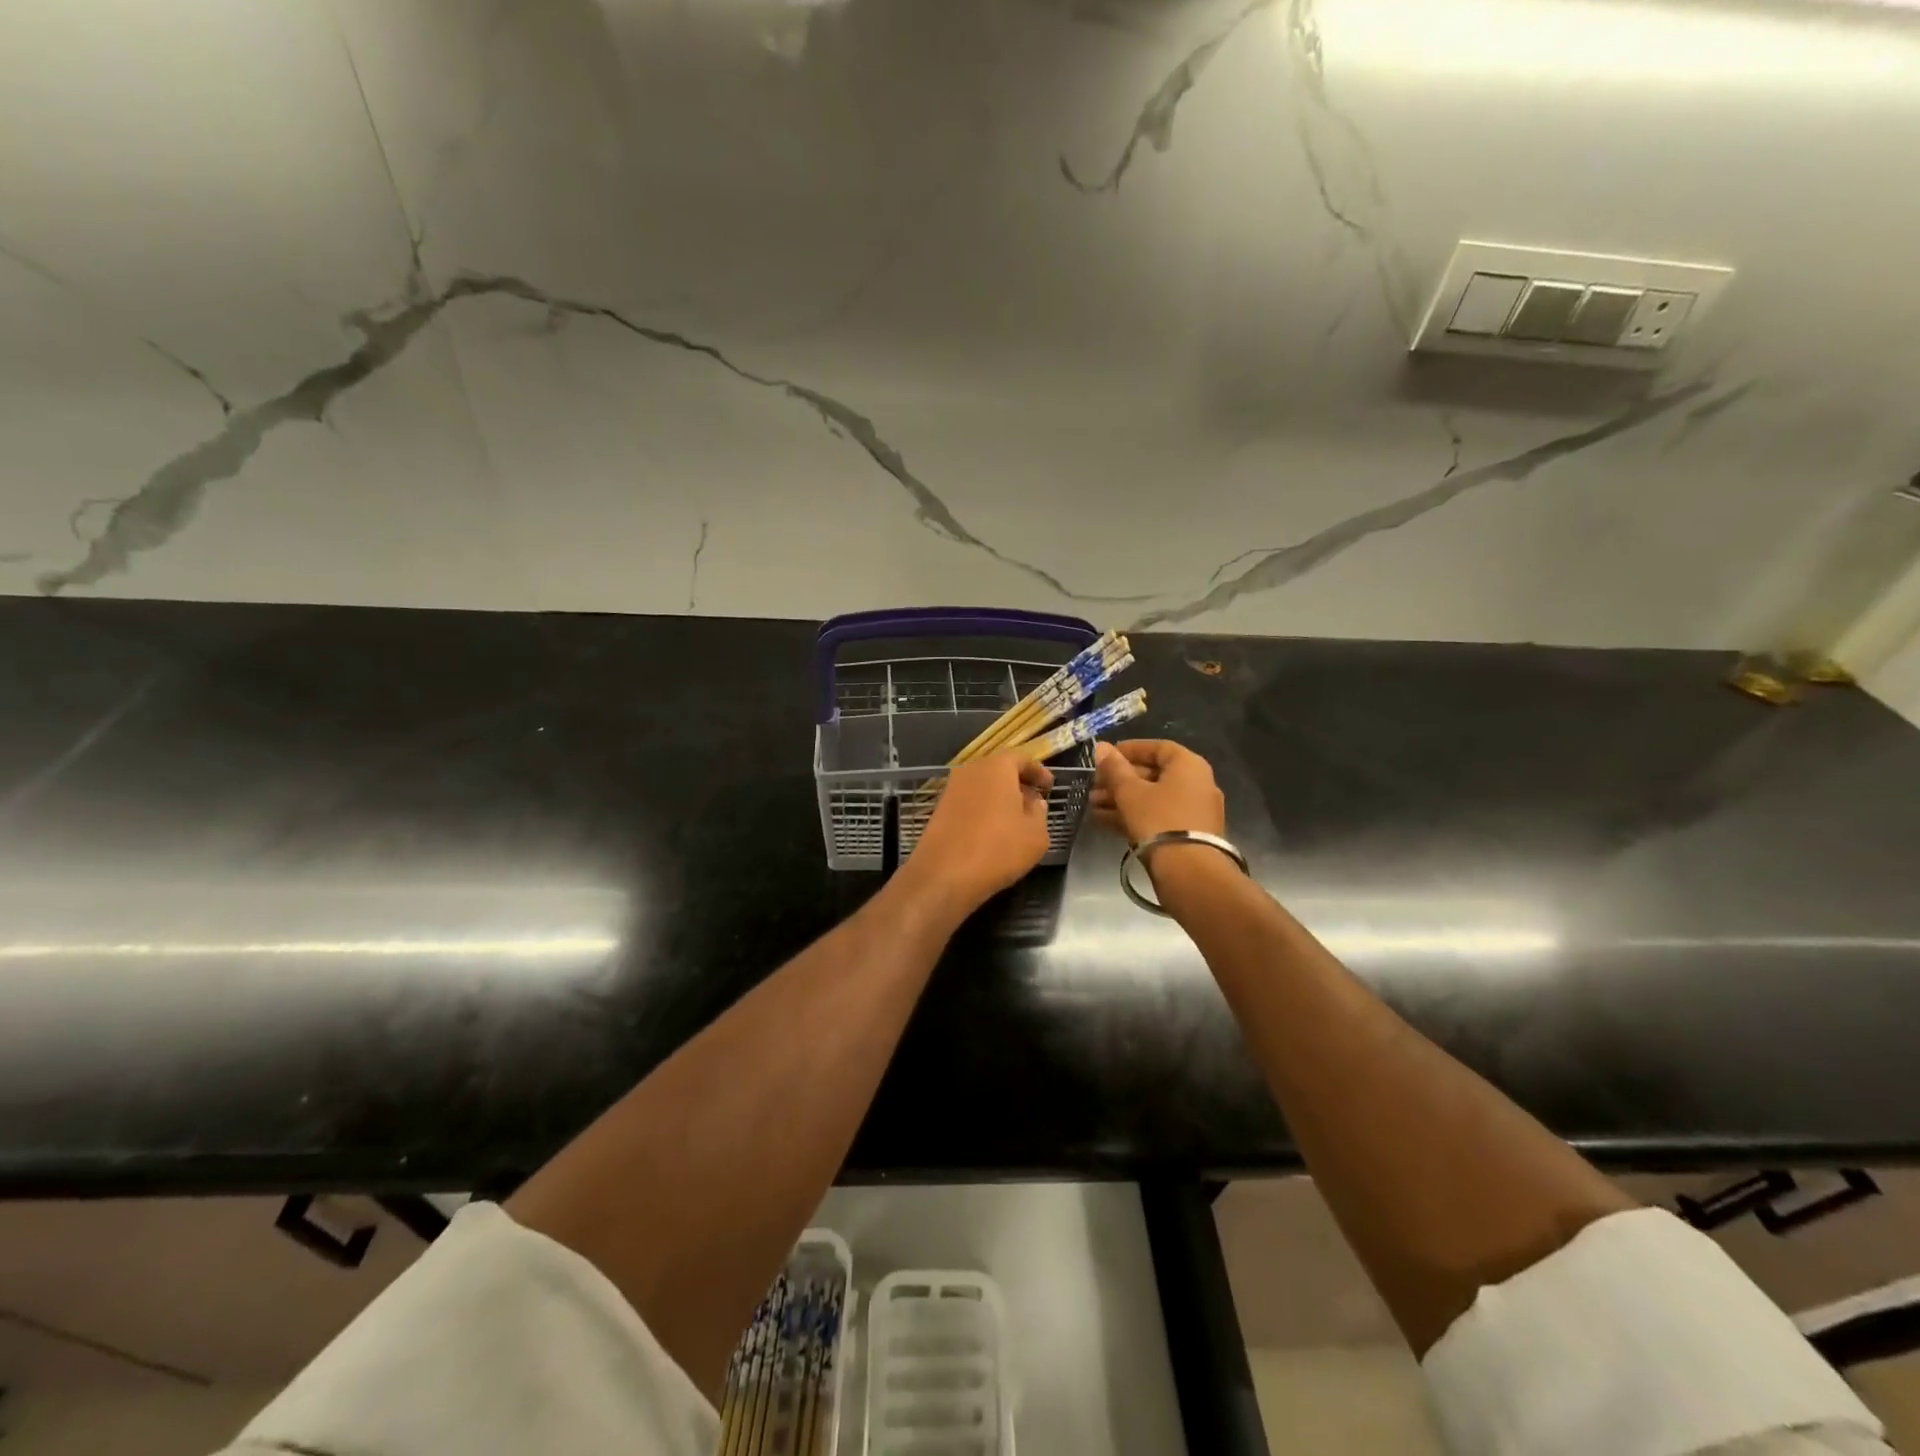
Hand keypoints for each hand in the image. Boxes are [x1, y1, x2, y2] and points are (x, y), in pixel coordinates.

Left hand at [903, 752, 1054, 918]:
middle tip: (1034, 800)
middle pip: (999, 769)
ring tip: (1015, 818)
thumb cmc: (998, 849)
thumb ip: (1039, 812)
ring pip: (982, 785)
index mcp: (997, 767)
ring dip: (999, 796)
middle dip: (1017, 782)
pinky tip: (992, 830)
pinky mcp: (940, 808)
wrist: (944, 874)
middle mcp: (971, 770)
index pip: (1021, 758)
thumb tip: (1033, 801)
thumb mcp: (1035, 834)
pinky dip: (983, 808)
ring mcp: (951, 789)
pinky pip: (969, 800)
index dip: (1038, 771)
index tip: (1049, 787)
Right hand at [1092, 739, 1225, 844]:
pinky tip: (1104, 821)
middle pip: (1153, 774)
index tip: (1106, 756)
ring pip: (1152, 798)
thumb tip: (1101, 747)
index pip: (1158, 747)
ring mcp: (1194, 811)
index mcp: (1188, 766)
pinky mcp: (1187, 835)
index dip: (1130, 749)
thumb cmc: (1159, 820)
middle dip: (1120, 779)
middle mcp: (1197, 784)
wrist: (1189, 872)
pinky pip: (1157, 817)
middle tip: (1093, 785)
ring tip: (1092, 804)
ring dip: (1121, 799)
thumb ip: (1114, 769)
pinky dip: (1133, 816)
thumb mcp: (1130, 792)